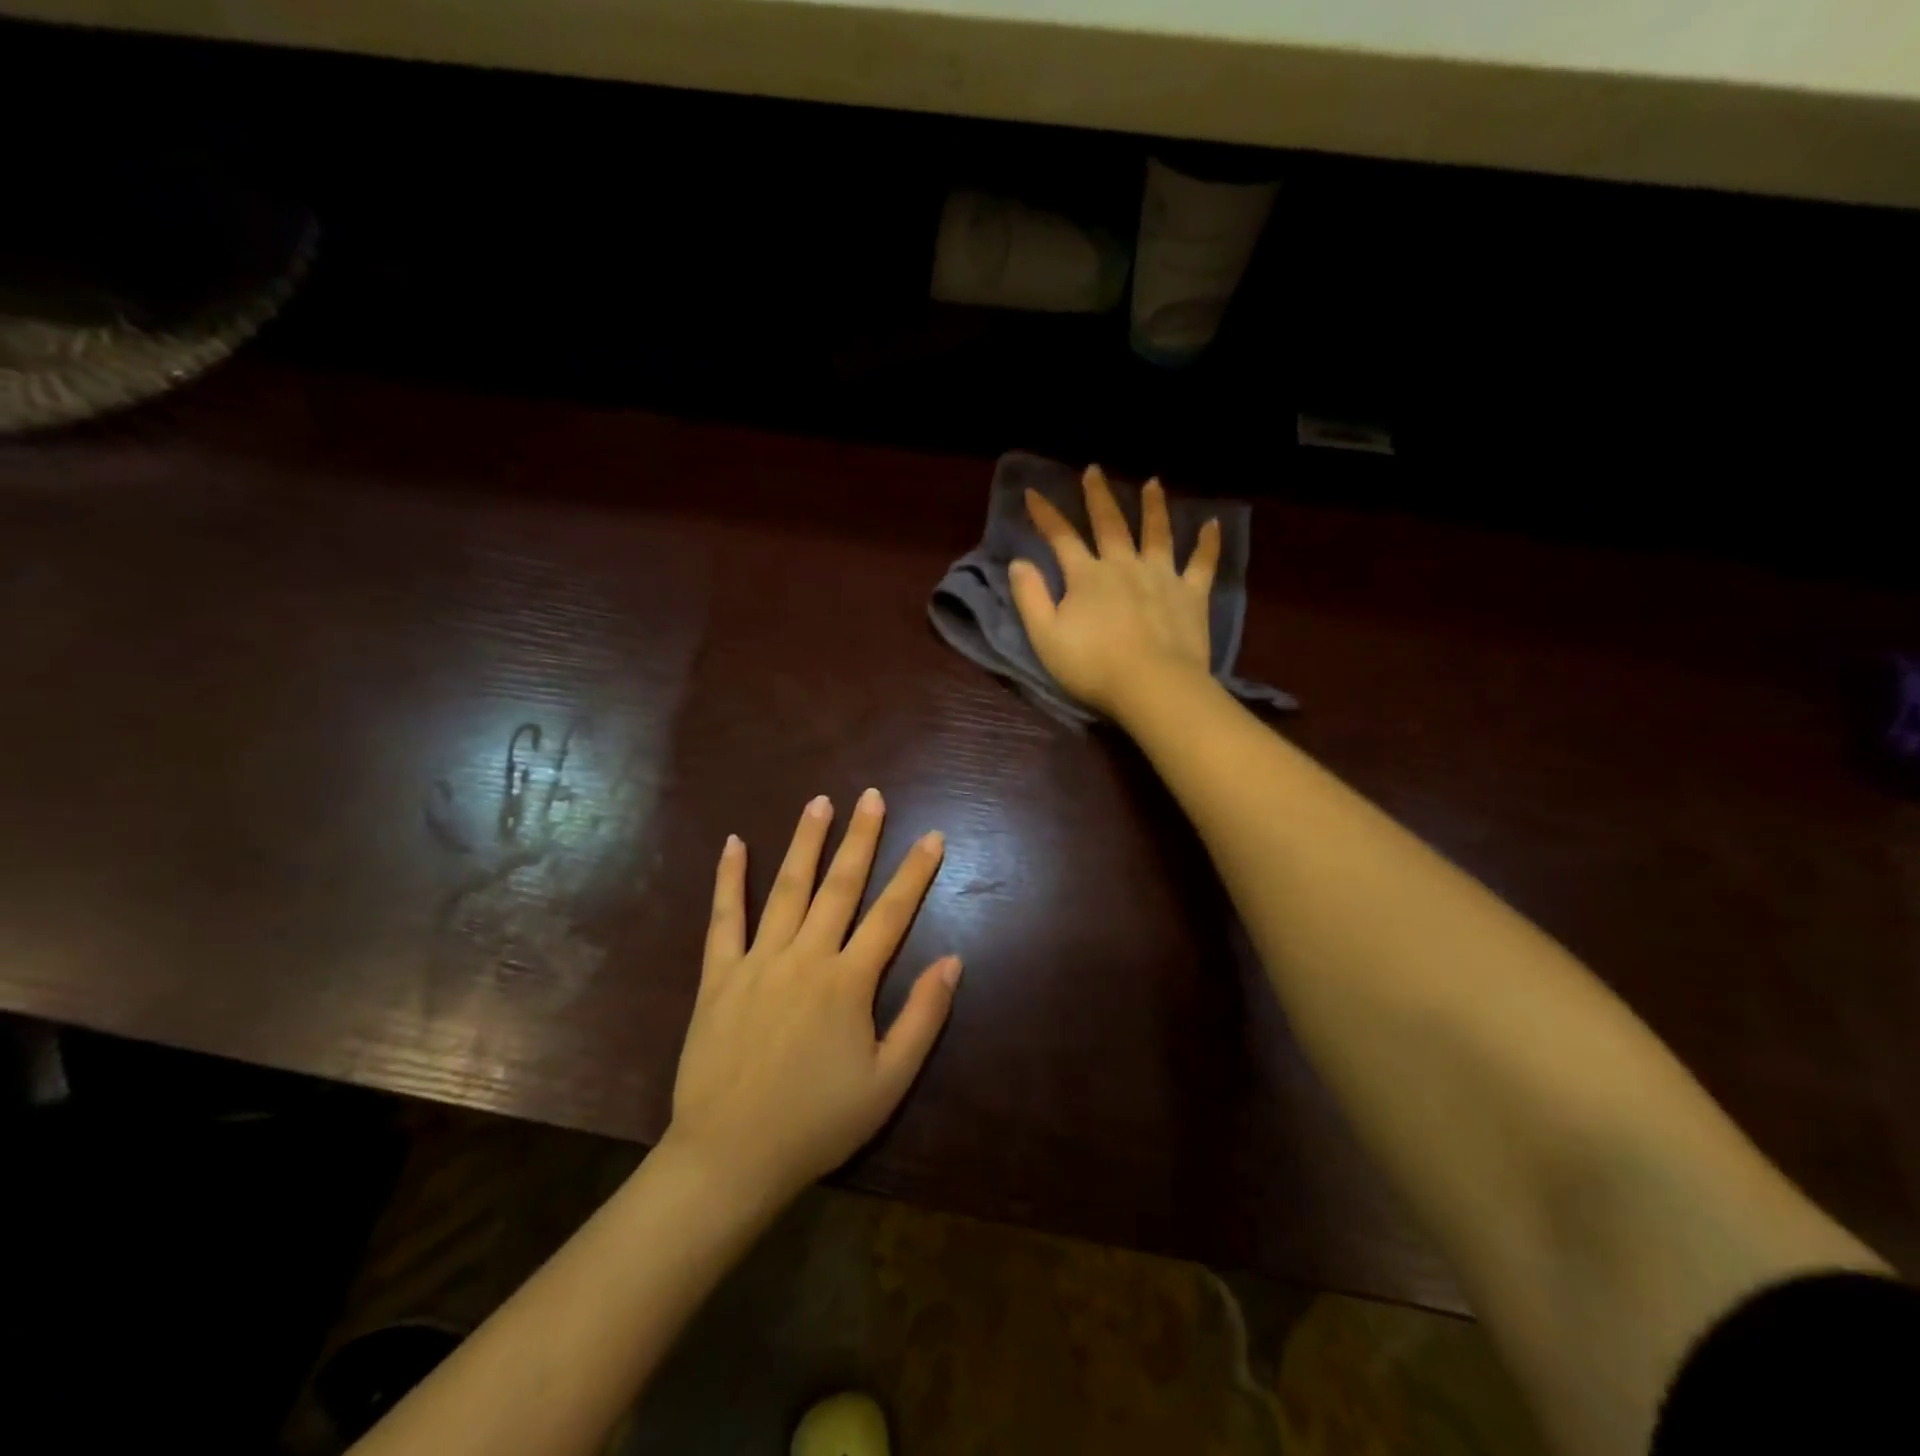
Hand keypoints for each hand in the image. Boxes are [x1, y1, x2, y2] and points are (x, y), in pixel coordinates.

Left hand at [665, 790, 958, 1208]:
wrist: (730, 1157)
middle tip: (872, 796)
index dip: (915, 873)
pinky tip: (733, 843)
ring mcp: (758, 961)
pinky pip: (724, 918)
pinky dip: (729, 879)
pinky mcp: (719, 975)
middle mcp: (806, 957)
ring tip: (819, 802)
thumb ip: (922, 1017)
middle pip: (840, 886)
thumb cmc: (817, 1123)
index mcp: (848, 982)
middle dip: (861, 838)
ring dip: (805, 842)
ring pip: (787, 889)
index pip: (891, 914)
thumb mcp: (887, 1082)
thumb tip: (953, 960)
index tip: (932, 836)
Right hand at [1009, 464, 1219, 720]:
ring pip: (1157, 533)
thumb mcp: (1045, 636)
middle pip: (1110, 524)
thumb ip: (1031, 597)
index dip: (1046, 515)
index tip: (1033, 492)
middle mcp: (1124, 565)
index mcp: (1087, 576)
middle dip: (1098, 496)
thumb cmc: (1092, 666)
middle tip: (1094, 470)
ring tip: (1153, 483)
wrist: (1152, 685)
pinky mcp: (1192, 595)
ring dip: (1153, 506)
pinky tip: (1213, 523)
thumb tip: (1019, 562)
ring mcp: (1162, 576)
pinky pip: (1202, 563)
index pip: (1061, 537)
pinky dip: (1208, 543)